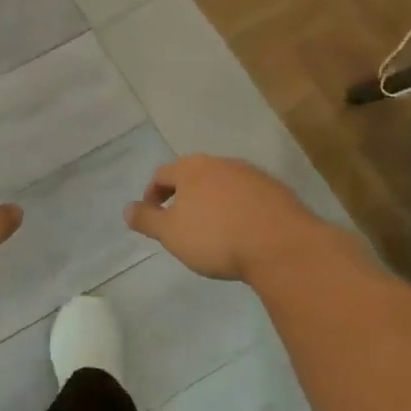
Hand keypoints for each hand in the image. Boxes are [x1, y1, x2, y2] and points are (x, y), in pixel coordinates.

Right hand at [124, 154, 328, 281]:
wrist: (283, 247)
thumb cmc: (216, 238)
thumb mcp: (170, 234)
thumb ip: (146, 220)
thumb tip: (128, 209)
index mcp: (191, 168)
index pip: (162, 175)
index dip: (152, 195)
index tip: (152, 217)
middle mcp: (222, 163)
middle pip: (194, 175)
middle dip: (184, 196)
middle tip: (181, 222)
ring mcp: (253, 175)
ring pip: (224, 185)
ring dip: (214, 202)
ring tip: (214, 229)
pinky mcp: (278, 192)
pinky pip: (249, 197)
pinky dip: (240, 209)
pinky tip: (243, 232)